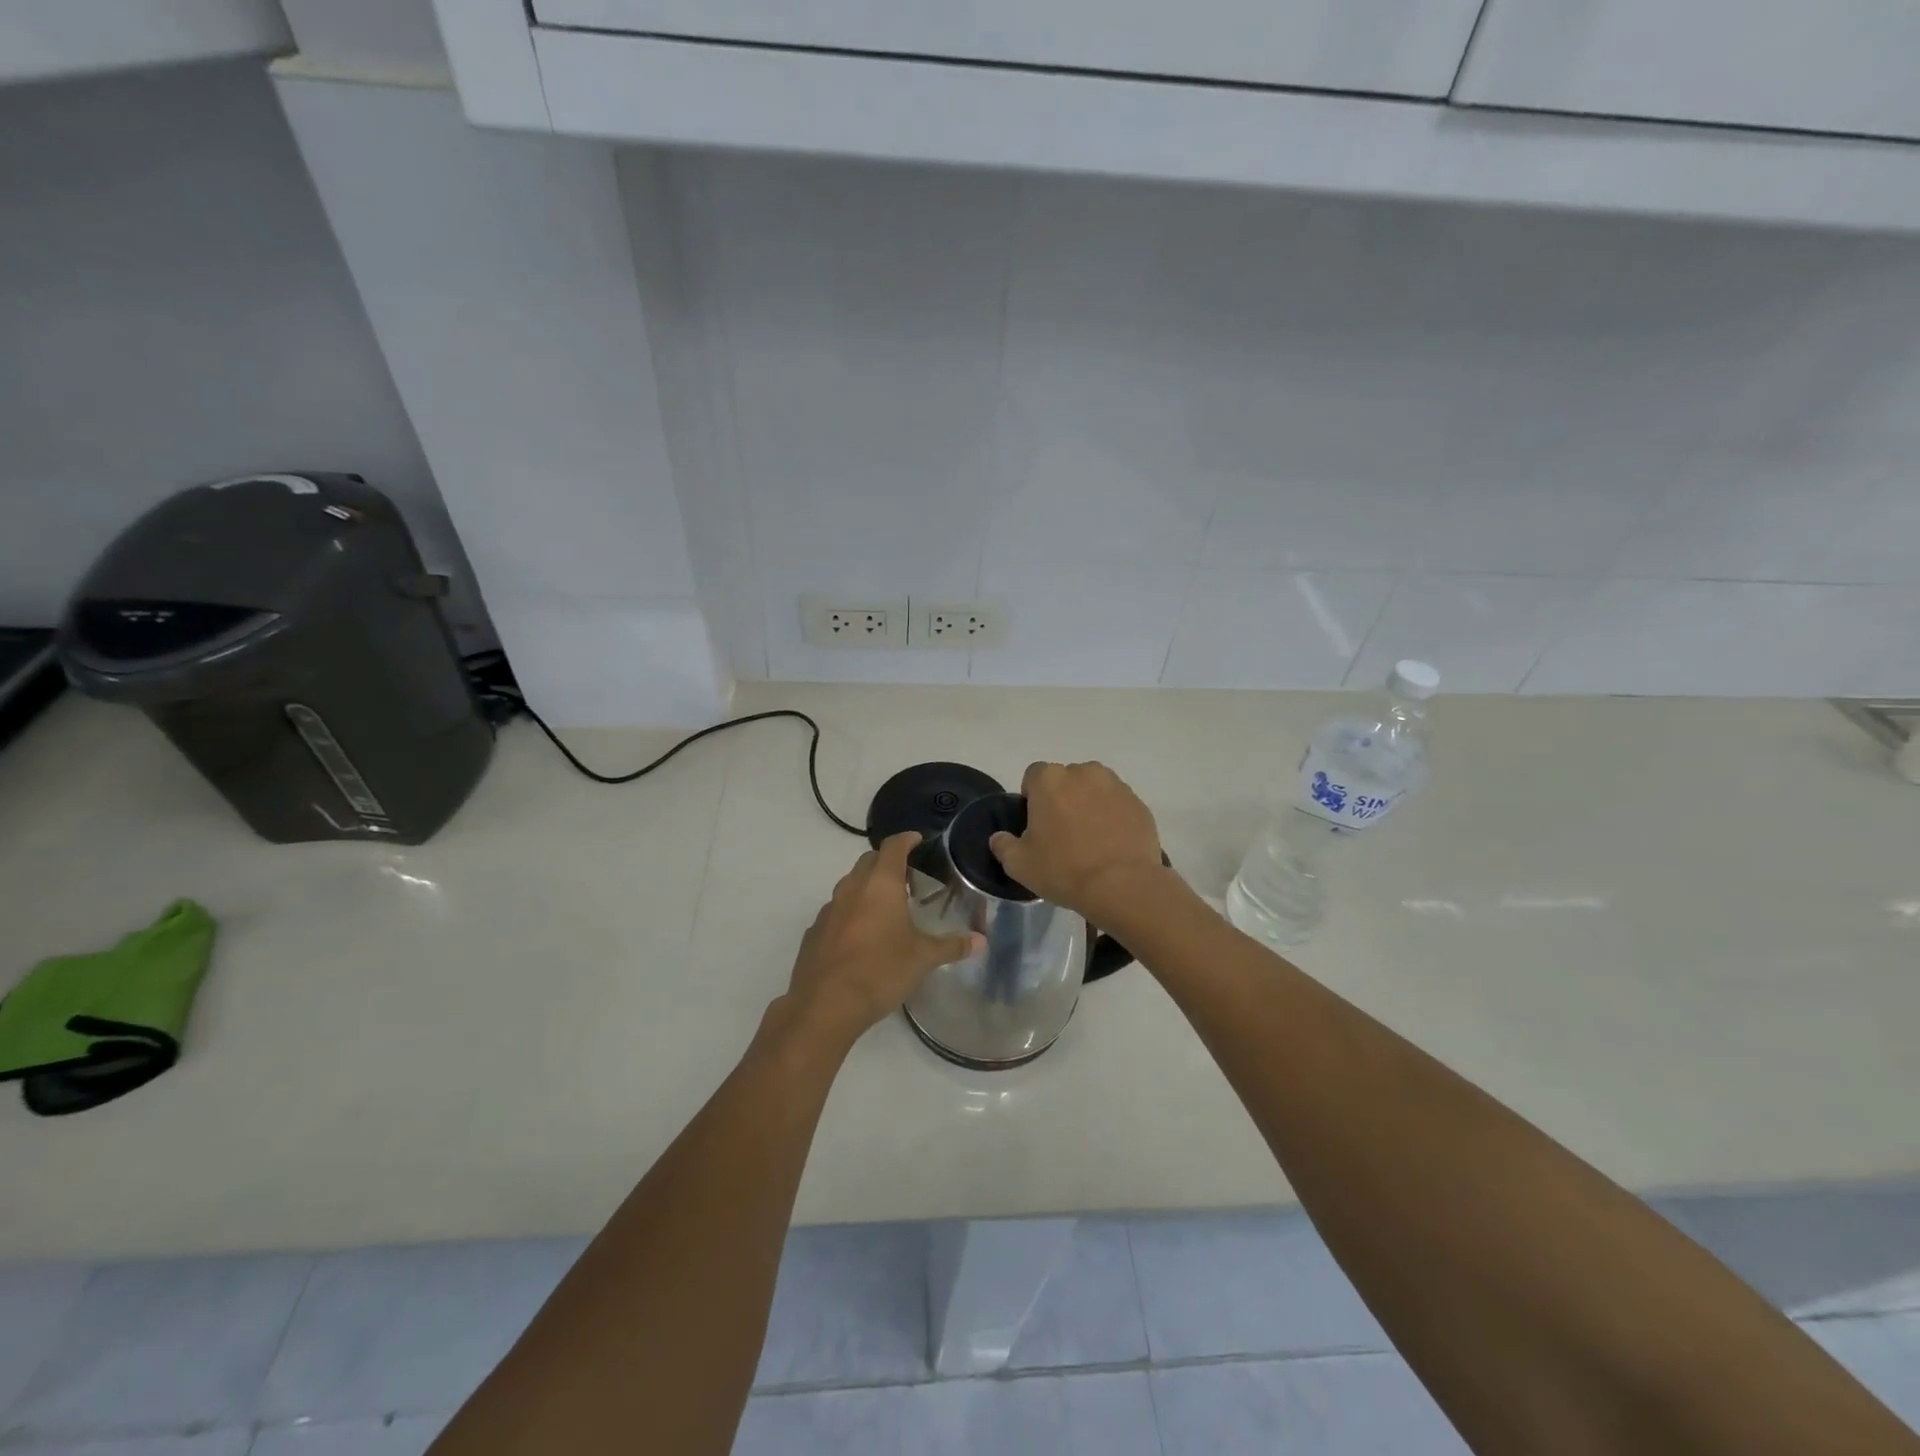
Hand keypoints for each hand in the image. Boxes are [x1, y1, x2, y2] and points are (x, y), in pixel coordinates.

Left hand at [782, 832, 979, 1050]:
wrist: (825, 1004)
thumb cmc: (881, 970)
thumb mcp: (923, 958)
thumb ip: (952, 946)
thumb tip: (981, 941)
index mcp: (881, 883)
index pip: (893, 846)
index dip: (907, 839)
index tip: (918, 840)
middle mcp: (852, 887)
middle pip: (869, 861)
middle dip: (887, 862)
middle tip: (908, 879)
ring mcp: (829, 909)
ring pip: (850, 885)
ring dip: (867, 888)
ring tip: (886, 908)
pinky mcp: (815, 932)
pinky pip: (836, 912)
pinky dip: (851, 913)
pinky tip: (861, 937)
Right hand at [989, 762, 1167, 920]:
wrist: (1123, 886)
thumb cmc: (1064, 870)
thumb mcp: (1019, 865)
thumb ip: (1003, 845)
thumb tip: (999, 837)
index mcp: (1050, 779)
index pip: (1033, 776)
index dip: (1032, 798)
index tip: (1036, 825)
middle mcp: (1083, 772)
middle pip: (1065, 780)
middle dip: (1062, 799)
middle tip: (1062, 833)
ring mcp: (1116, 785)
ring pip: (1094, 789)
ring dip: (1089, 805)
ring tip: (1090, 839)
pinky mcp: (1139, 803)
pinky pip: (1118, 804)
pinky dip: (1113, 817)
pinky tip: (1112, 845)